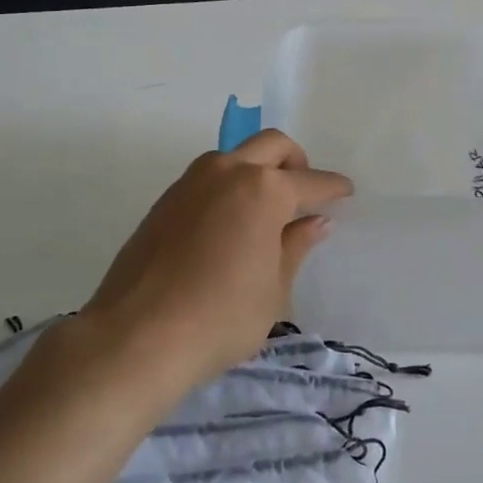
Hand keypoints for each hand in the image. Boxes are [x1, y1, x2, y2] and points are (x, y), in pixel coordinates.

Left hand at [70, 130, 351, 392]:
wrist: (137, 336)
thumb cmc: (221, 318)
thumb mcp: (273, 289)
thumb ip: (295, 246)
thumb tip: (314, 223)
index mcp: (263, 190)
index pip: (309, 182)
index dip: (332, 188)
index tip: (345, 193)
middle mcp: (226, 172)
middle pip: (272, 145)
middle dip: (295, 162)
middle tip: (304, 194)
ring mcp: (189, 183)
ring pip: (234, 157)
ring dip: (257, 170)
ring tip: (266, 212)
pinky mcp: (164, 201)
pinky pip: (207, 179)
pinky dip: (228, 188)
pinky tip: (229, 226)